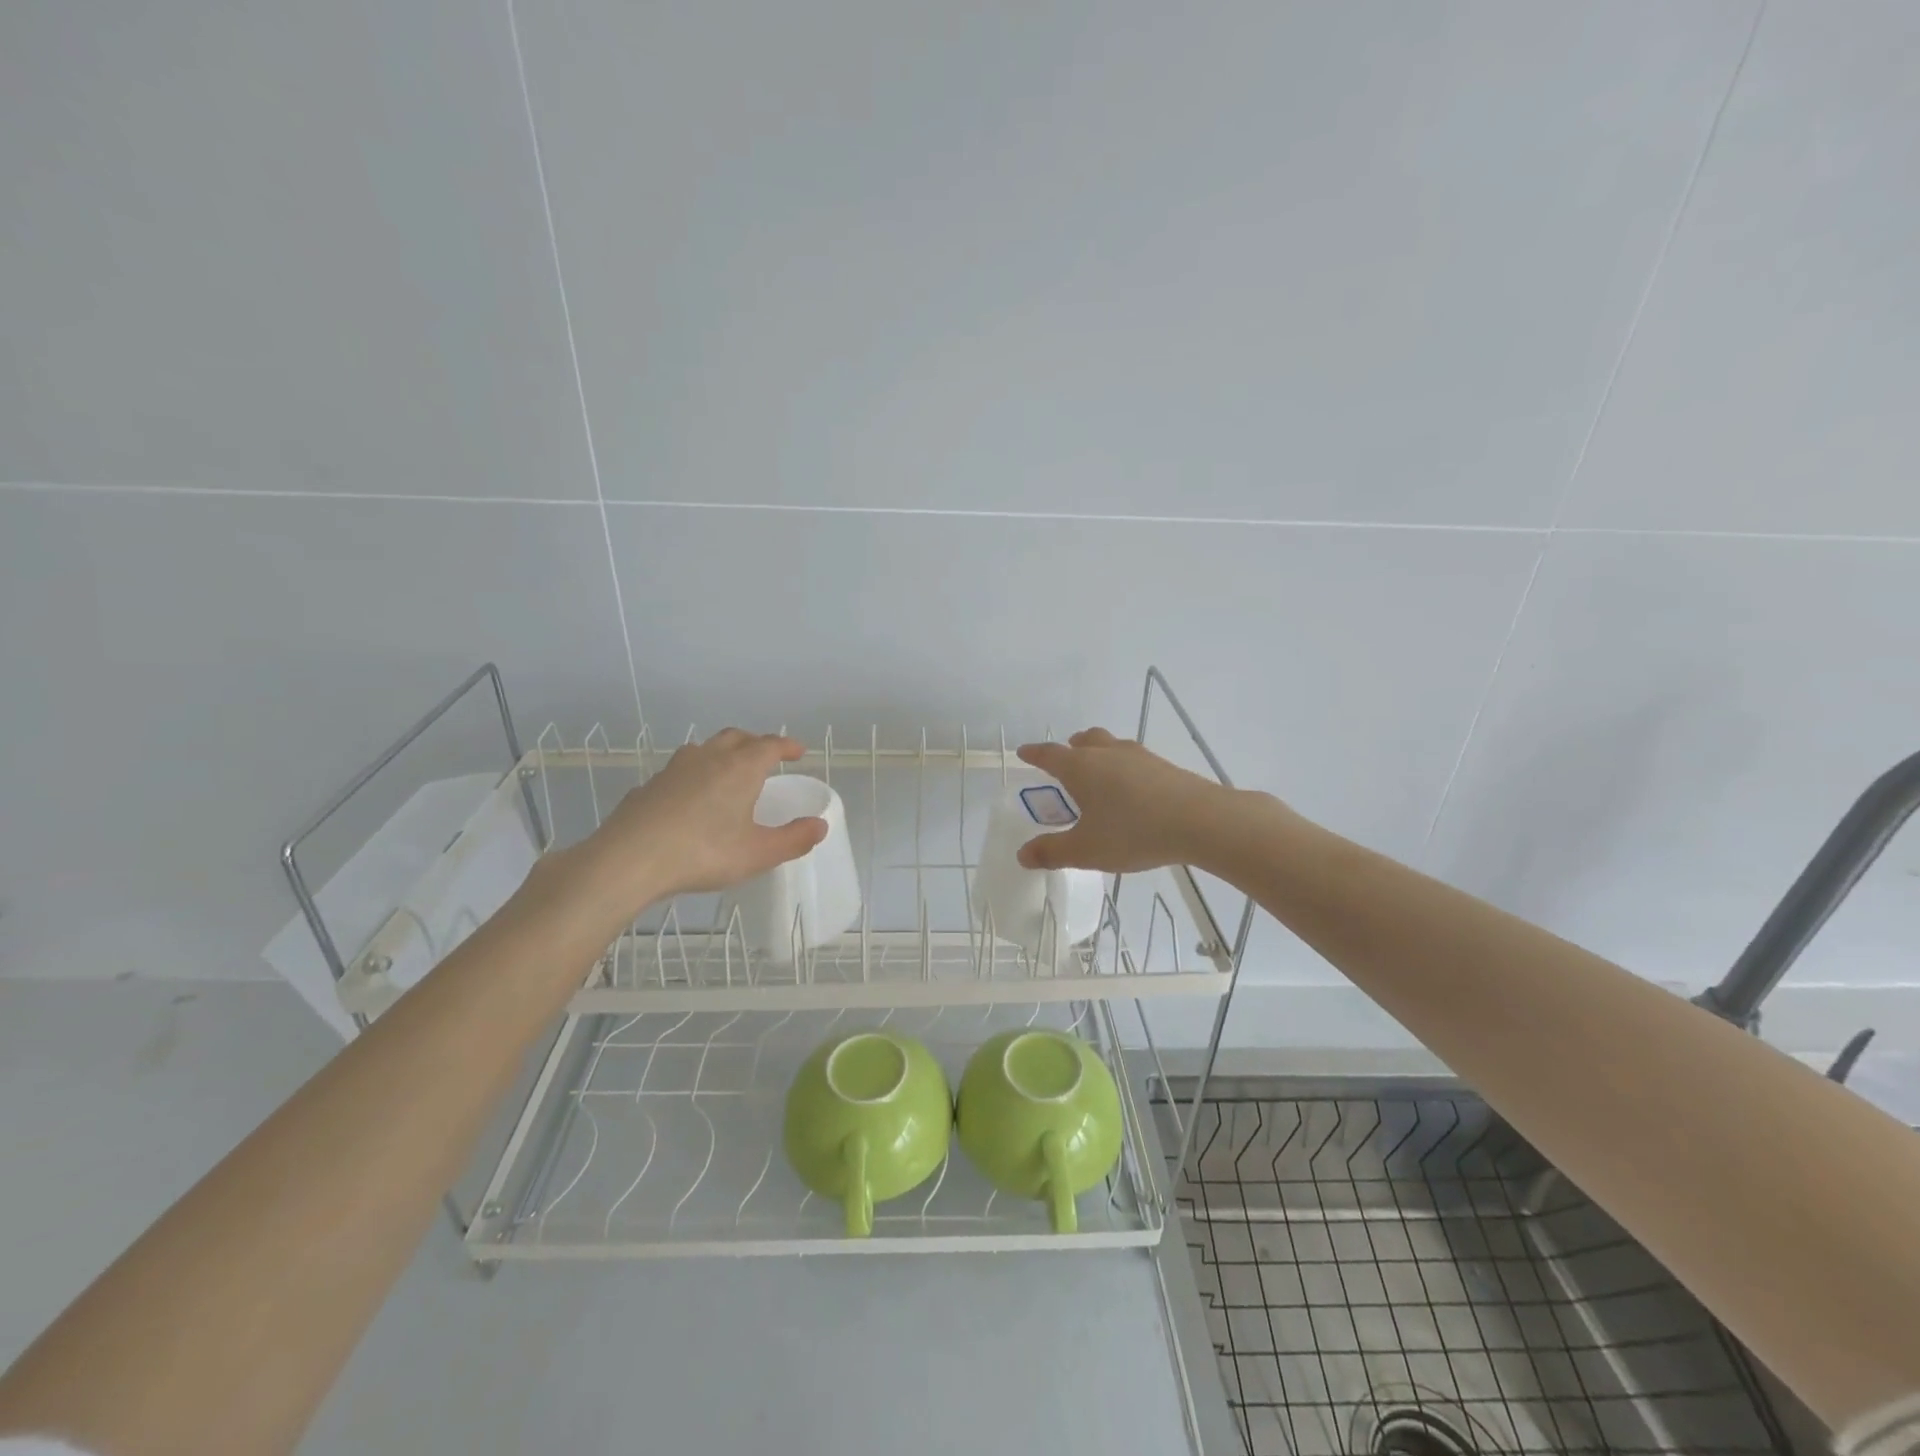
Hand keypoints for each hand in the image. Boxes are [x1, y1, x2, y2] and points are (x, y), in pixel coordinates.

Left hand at [570, 729, 827, 916]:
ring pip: (704, 749)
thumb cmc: (703, 853)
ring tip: (728, 773)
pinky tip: (690, 799)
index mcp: (741, 768)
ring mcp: (674, 769)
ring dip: (722, 754)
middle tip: (766, 757)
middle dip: (755, 743)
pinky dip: (694, 776)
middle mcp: (709, 758)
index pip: (770, 745)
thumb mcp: (757, 853)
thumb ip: (793, 839)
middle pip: (736, 737)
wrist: (629, 859)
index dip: (787, 746)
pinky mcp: (649, 786)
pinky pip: (679, 771)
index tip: (798, 752)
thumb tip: (820, 826)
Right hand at [1013, 728, 1238, 872]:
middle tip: (1065, 759)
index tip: (1024, 752)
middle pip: (1085, 741)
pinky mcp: (1165, 767)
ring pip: (1111, 746)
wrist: (1201, 821)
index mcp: (1081, 768)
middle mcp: (1107, 754)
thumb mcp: (1086, 850)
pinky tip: (1132, 789)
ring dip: (1099, 754)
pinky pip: (1134, 760)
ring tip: (1099, 773)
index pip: (1050, 755)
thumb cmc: (1133, 832)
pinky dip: (1124, 768)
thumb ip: (1052, 852)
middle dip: (1071, 748)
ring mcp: (1139, 757)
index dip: (1034, 754)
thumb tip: (1022, 855)